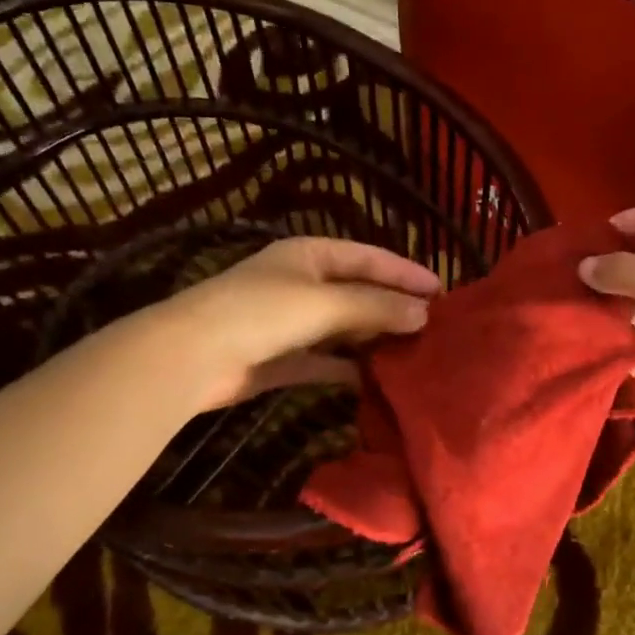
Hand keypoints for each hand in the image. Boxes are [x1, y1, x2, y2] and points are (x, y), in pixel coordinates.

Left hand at [153, 237, 439, 409]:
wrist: (193, 356)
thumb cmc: (262, 312)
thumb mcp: (326, 302)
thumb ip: (377, 306)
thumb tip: (424, 313)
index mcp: (311, 255)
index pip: (369, 257)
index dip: (405, 272)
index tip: (442, 290)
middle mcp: (303, 283)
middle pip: (359, 292)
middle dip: (394, 307)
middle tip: (436, 325)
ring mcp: (291, 322)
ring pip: (345, 328)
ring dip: (375, 338)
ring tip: (415, 352)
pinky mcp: (283, 359)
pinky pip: (327, 360)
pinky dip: (350, 368)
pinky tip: (378, 379)